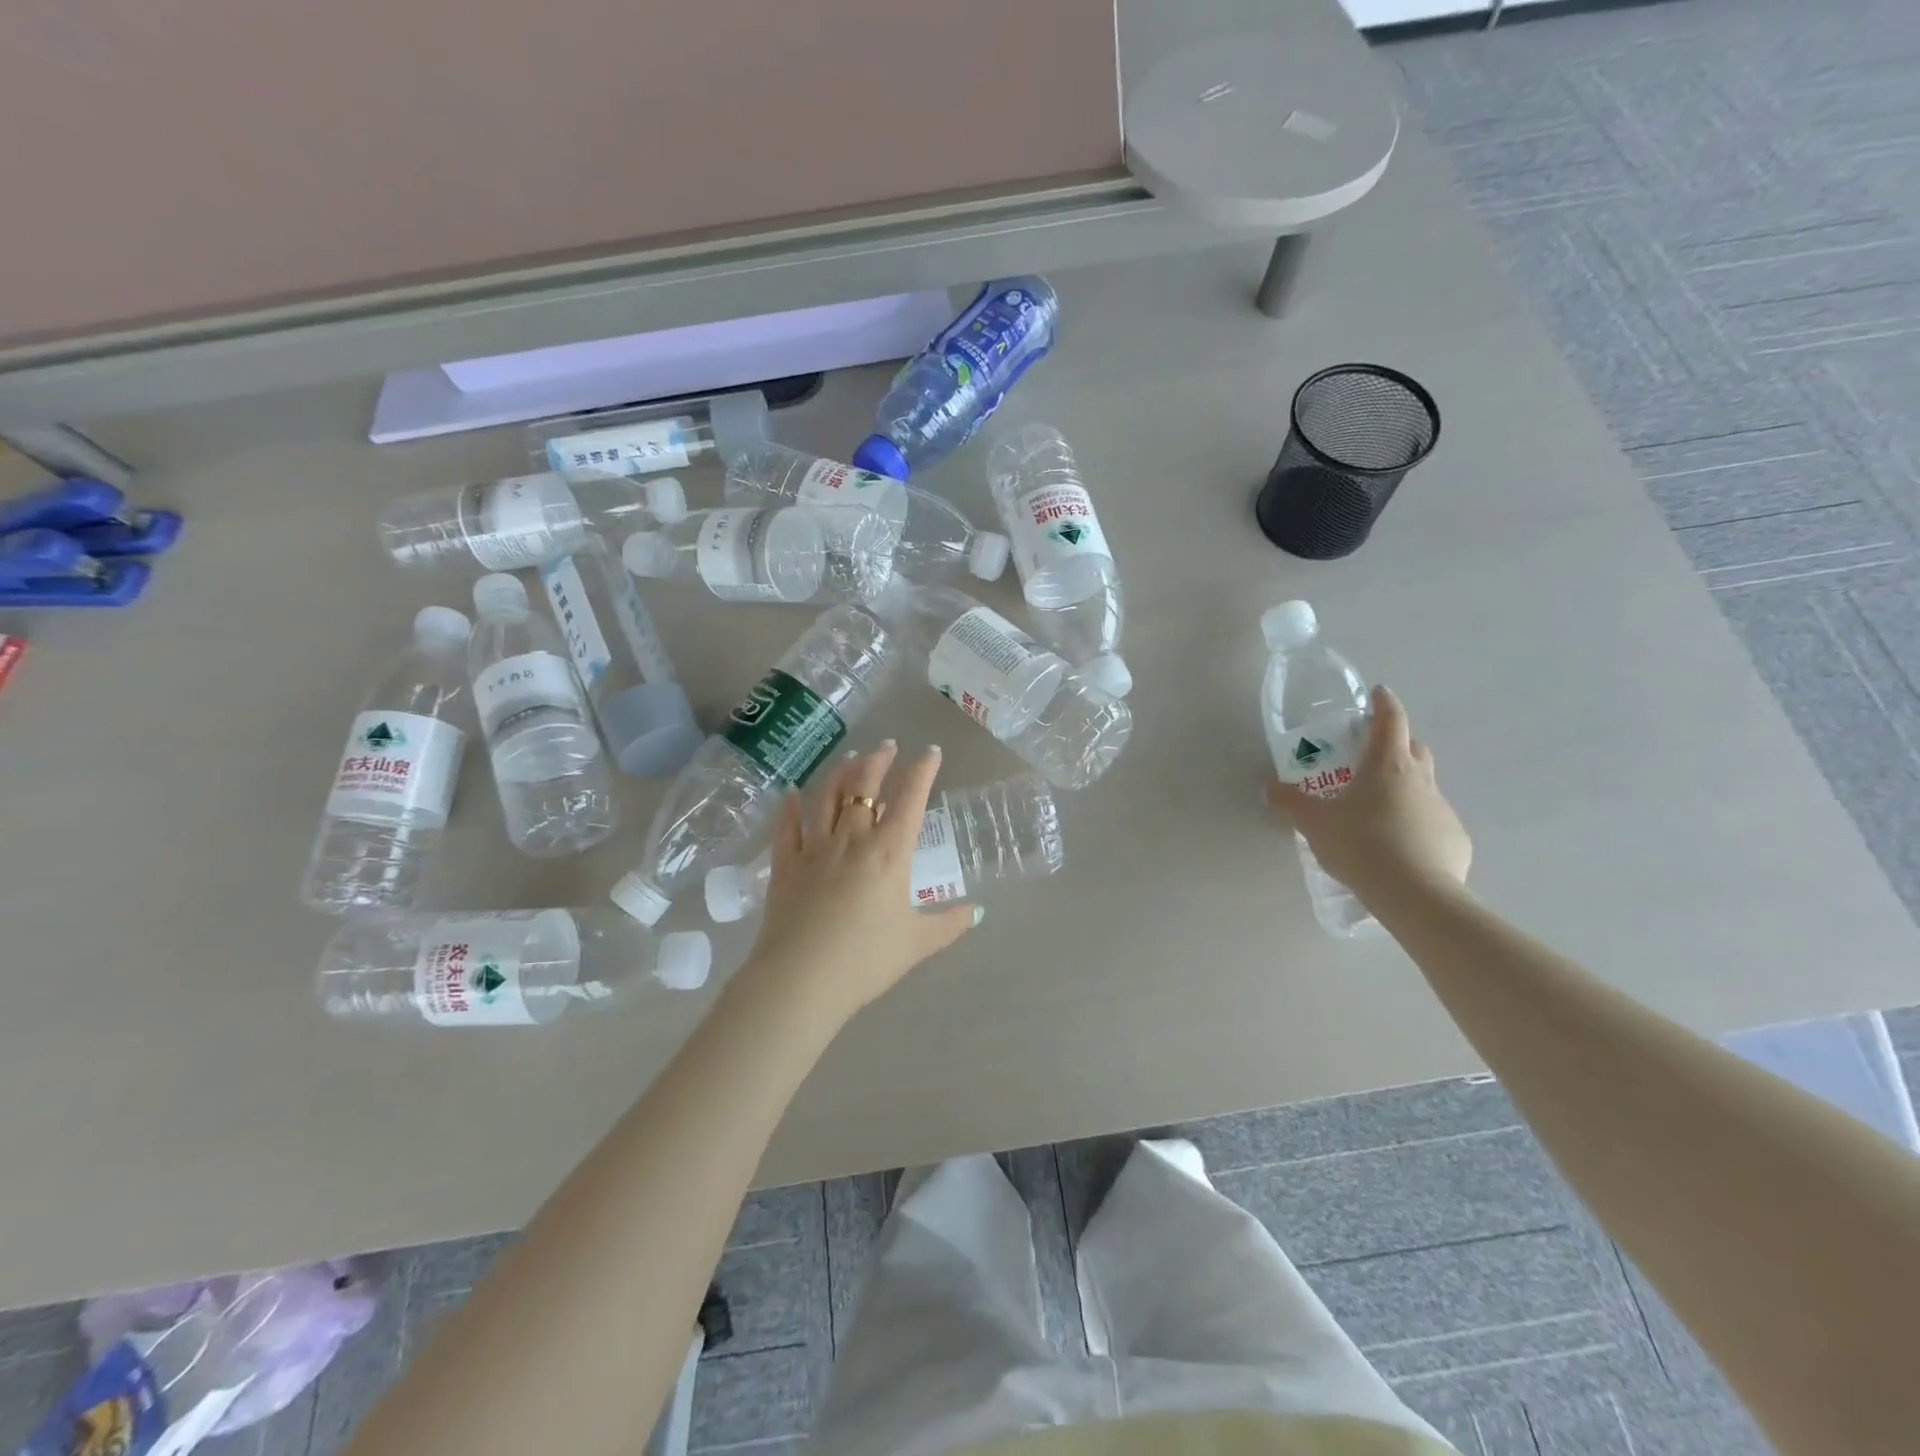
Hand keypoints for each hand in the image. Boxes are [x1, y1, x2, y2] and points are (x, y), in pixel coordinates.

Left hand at [740, 741, 976, 1024]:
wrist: (801, 980)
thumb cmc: (866, 960)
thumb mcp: (917, 943)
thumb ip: (948, 924)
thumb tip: (977, 911)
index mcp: (889, 853)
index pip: (910, 799)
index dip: (922, 771)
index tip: (930, 752)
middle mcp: (852, 840)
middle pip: (864, 787)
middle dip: (878, 762)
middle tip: (886, 746)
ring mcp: (814, 849)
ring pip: (827, 798)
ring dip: (840, 774)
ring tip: (850, 759)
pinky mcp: (785, 866)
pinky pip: (787, 828)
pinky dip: (790, 807)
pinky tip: (792, 793)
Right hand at [1267, 686, 1471, 897]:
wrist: (1414, 894)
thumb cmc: (1361, 844)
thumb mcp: (1313, 823)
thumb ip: (1291, 803)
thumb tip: (1271, 789)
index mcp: (1387, 765)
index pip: (1391, 720)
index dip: (1384, 704)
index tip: (1378, 694)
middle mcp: (1420, 779)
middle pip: (1414, 748)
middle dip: (1396, 744)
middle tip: (1370, 757)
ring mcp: (1442, 809)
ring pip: (1423, 787)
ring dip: (1404, 789)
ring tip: (1377, 813)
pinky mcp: (1455, 839)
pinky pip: (1432, 822)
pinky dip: (1416, 825)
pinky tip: (1398, 848)